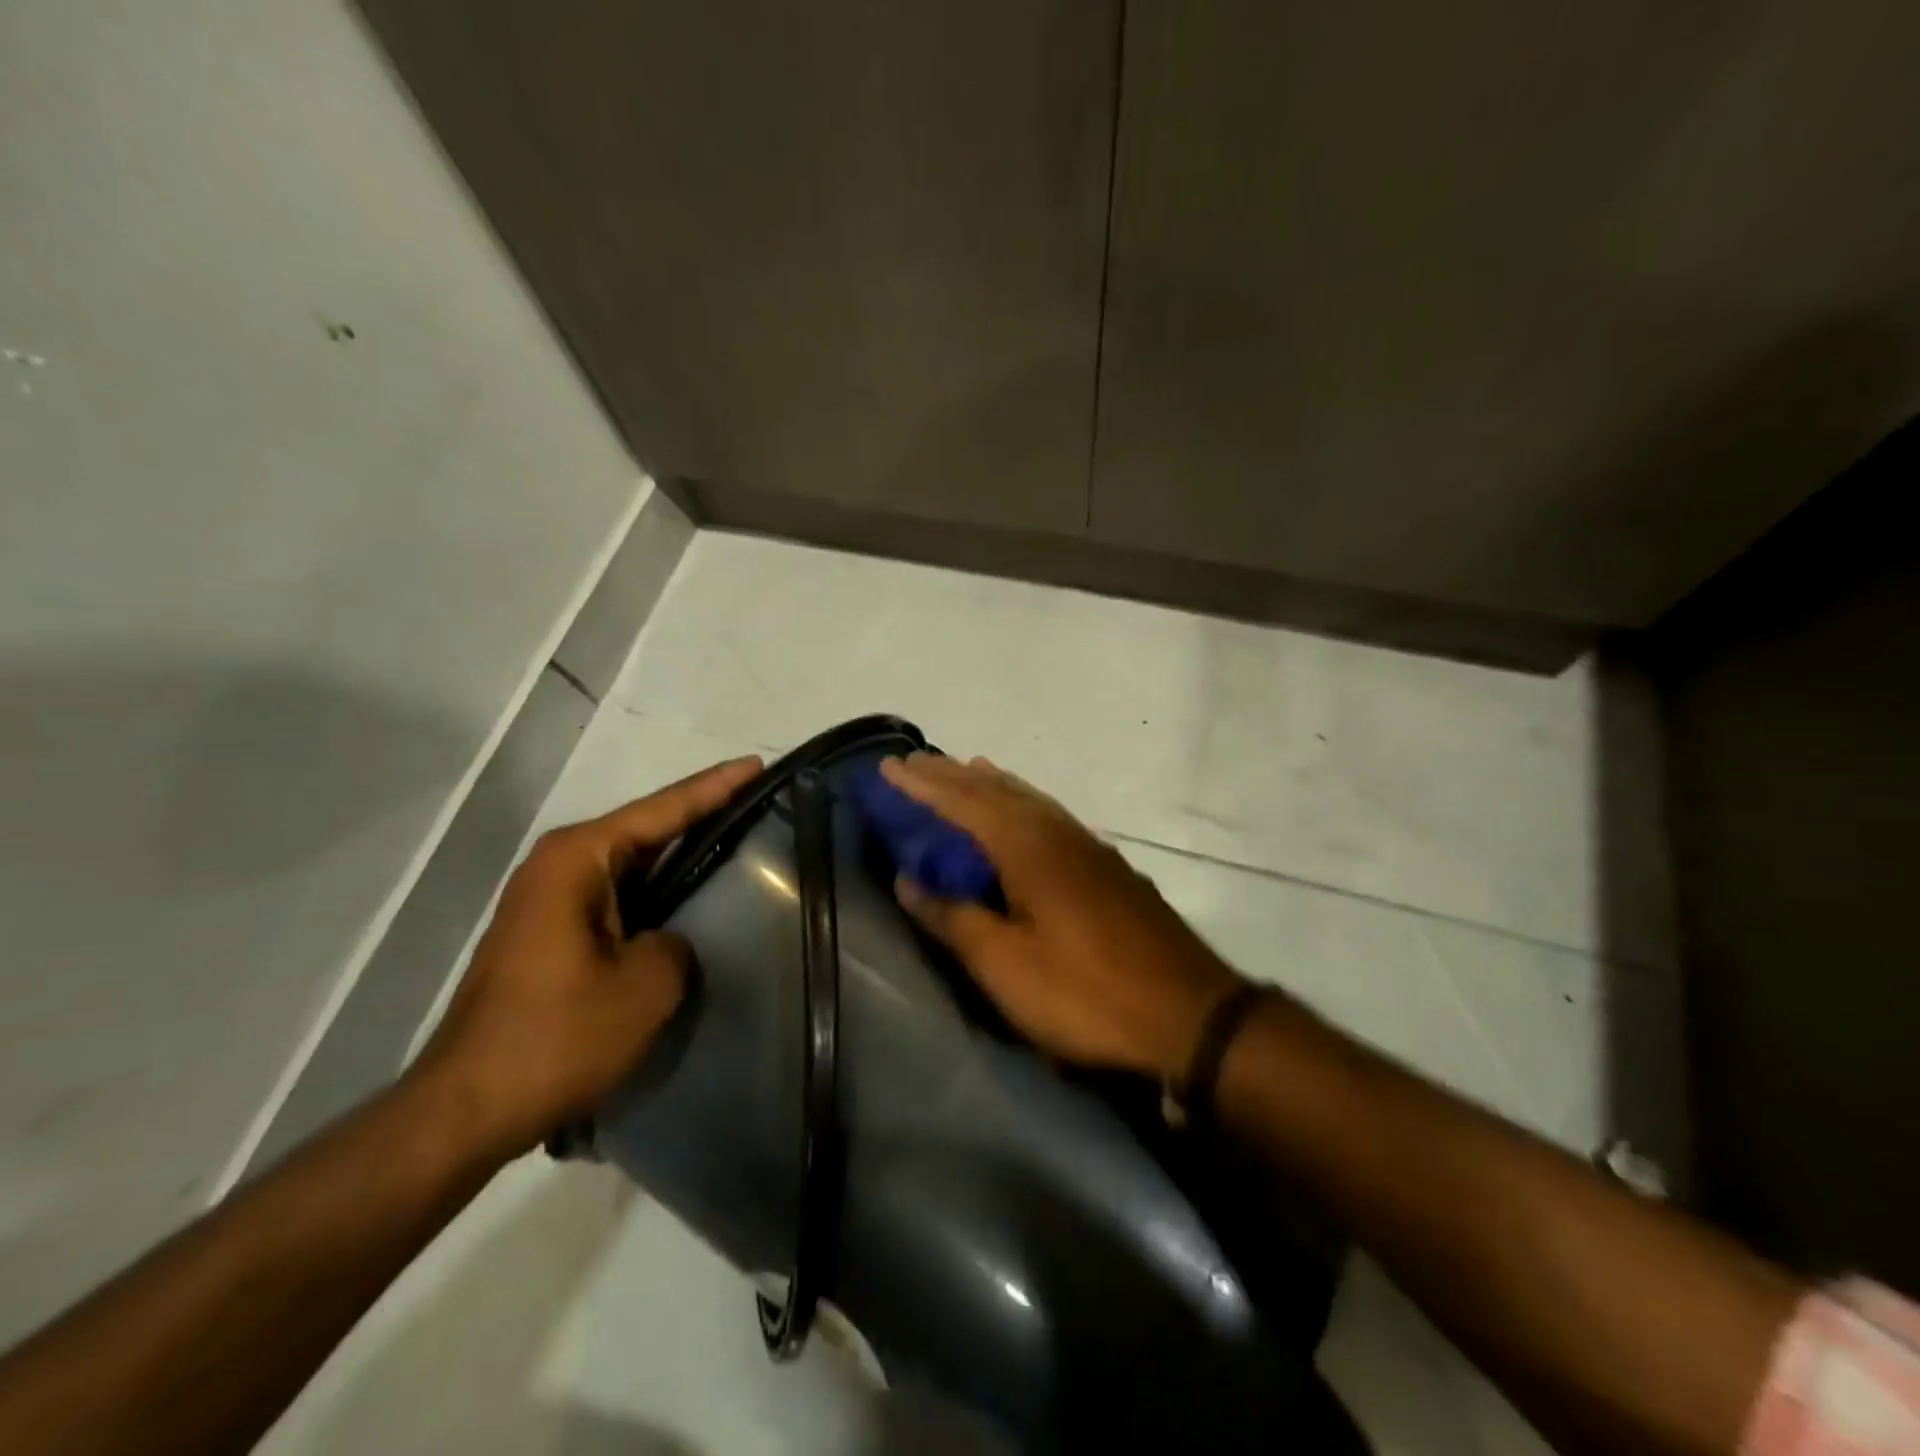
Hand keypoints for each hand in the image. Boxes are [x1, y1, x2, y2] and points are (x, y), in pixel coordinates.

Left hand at [412, 755, 762, 1160]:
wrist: (466, 1109)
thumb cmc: (558, 1036)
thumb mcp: (647, 985)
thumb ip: (678, 943)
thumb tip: (667, 942)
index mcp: (578, 859)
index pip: (662, 810)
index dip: (716, 787)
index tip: (758, 764)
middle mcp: (559, 867)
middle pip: (646, 828)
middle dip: (701, 813)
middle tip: (758, 798)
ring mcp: (551, 902)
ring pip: (632, 864)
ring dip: (679, 854)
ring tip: (736, 836)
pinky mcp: (552, 935)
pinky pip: (619, 896)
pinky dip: (657, 892)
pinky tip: (691, 897)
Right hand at [881, 753, 1242, 1078]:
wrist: (1189, 1015)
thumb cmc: (1085, 993)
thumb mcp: (1005, 965)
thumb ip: (954, 917)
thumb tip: (907, 880)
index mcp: (1028, 847)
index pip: (962, 802)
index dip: (922, 785)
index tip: (888, 766)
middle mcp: (1058, 832)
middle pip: (996, 790)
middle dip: (952, 775)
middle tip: (916, 762)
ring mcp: (1089, 847)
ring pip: (1029, 798)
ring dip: (991, 783)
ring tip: (965, 770)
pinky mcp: (1108, 867)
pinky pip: (1051, 815)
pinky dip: (1022, 802)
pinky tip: (1023, 815)